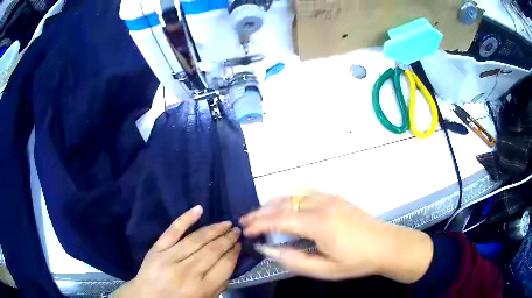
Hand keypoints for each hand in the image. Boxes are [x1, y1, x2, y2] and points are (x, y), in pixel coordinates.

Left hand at [114, 206, 240, 297]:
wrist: (146, 297)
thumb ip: (219, 285)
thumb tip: (229, 261)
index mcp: (201, 288)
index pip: (224, 266)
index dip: (234, 253)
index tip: (240, 244)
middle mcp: (187, 272)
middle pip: (212, 251)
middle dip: (227, 239)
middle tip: (237, 230)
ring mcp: (169, 258)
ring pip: (196, 239)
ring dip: (214, 229)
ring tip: (226, 223)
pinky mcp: (156, 249)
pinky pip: (172, 231)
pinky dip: (185, 218)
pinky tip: (199, 209)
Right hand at [240, 194, 432, 282]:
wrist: (386, 244)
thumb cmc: (356, 261)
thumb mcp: (325, 269)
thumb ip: (294, 260)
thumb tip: (268, 249)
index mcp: (319, 223)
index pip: (279, 219)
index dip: (259, 223)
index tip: (245, 230)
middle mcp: (321, 204)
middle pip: (282, 203)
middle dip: (260, 212)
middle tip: (245, 221)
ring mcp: (329, 198)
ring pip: (292, 195)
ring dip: (272, 204)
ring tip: (259, 215)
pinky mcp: (334, 197)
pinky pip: (304, 193)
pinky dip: (288, 199)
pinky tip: (283, 207)